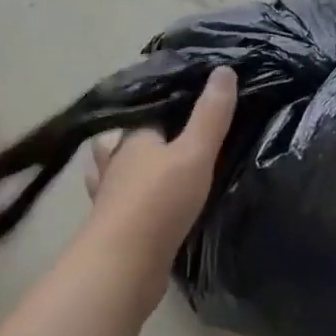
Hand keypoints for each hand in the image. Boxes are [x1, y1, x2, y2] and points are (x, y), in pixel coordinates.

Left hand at [80, 66, 237, 307]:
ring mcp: (111, 194)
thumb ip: (211, 114)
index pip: (151, 108)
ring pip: (122, 169)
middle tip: (177, 129)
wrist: (123, 266)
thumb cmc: (158, 201)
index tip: (195, 96)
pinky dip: (134, 196)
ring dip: (134, 164)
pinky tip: (148, 201)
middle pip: (131, 138)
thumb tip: (224, 70)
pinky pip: (126, 200)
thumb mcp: (195, 152)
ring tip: (159, 161)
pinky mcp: (115, 224)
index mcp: (133, 137)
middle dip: (148, 132)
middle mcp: (117, 160)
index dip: (171, 101)